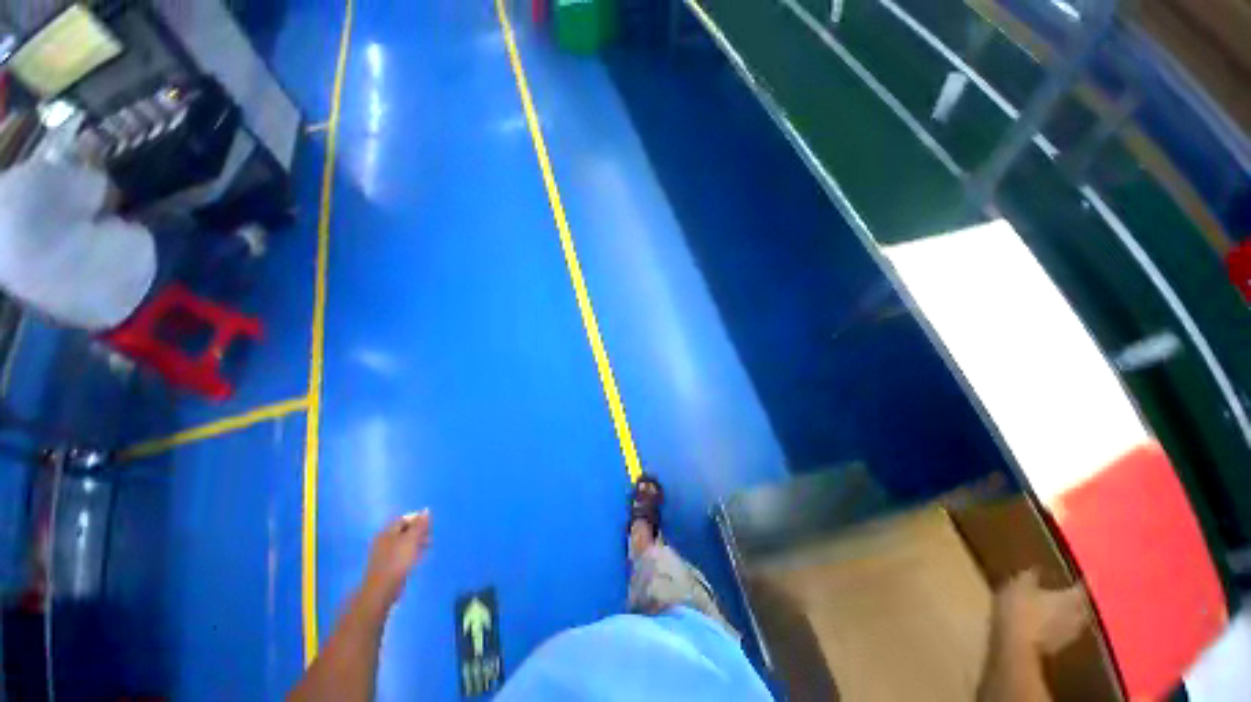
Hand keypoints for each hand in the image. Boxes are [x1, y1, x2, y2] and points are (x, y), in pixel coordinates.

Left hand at [361, 511, 430, 611]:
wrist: (382, 589)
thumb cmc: (397, 561)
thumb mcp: (411, 540)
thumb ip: (419, 525)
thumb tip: (426, 510)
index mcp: (387, 532)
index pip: (404, 519)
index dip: (418, 519)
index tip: (429, 526)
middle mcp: (385, 540)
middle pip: (404, 530)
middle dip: (419, 531)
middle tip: (430, 537)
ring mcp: (385, 553)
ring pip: (404, 542)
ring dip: (417, 542)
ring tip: (428, 547)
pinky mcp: (388, 565)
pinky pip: (402, 553)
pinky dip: (412, 552)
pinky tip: (419, 558)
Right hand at [993, 569, 1087, 655]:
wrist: (1015, 644)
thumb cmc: (1019, 609)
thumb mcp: (1019, 586)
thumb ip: (1030, 577)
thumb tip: (1038, 569)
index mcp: (1071, 598)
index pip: (1082, 587)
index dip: (1081, 580)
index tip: (1081, 575)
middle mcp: (1077, 615)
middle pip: (1082, 605)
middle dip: (1076, 600)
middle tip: (1069, 592)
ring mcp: (1070, 633)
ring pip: (1074, 620)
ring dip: (1068, 614)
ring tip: (1058, 608)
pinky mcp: (1059, 645)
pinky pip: (1063, 631)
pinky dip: (1058, 625)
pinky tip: (1048, 623)